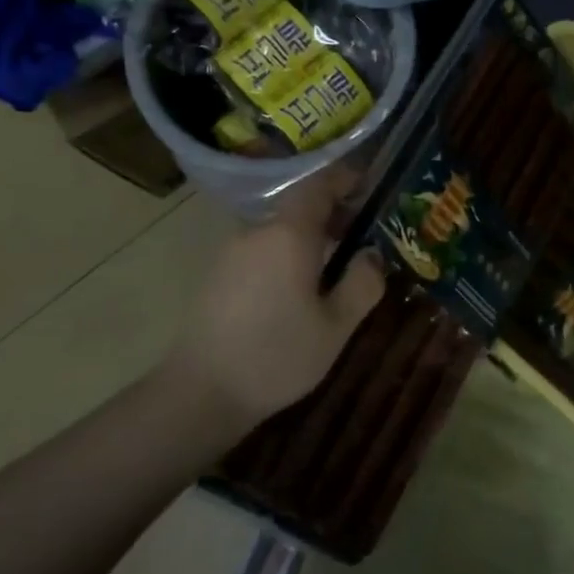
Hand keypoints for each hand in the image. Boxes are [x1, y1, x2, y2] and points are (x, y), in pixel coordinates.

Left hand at [177, 168, 384, 429]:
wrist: (200, 393)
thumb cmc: (277, 356)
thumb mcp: (336, 326)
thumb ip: (362, 283)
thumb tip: (373, 254)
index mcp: (288, 234)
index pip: (318, 184)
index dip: (344, 179)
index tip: (369, 186)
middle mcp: (256, 232)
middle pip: (298, 207)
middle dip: (332, 214)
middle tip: (362, 236)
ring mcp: (231, 252)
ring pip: (279, 231)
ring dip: (308, 238)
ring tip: (334, 267)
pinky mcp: (217, 275)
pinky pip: (261, 250)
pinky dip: (286, 255)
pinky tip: (298, 290)